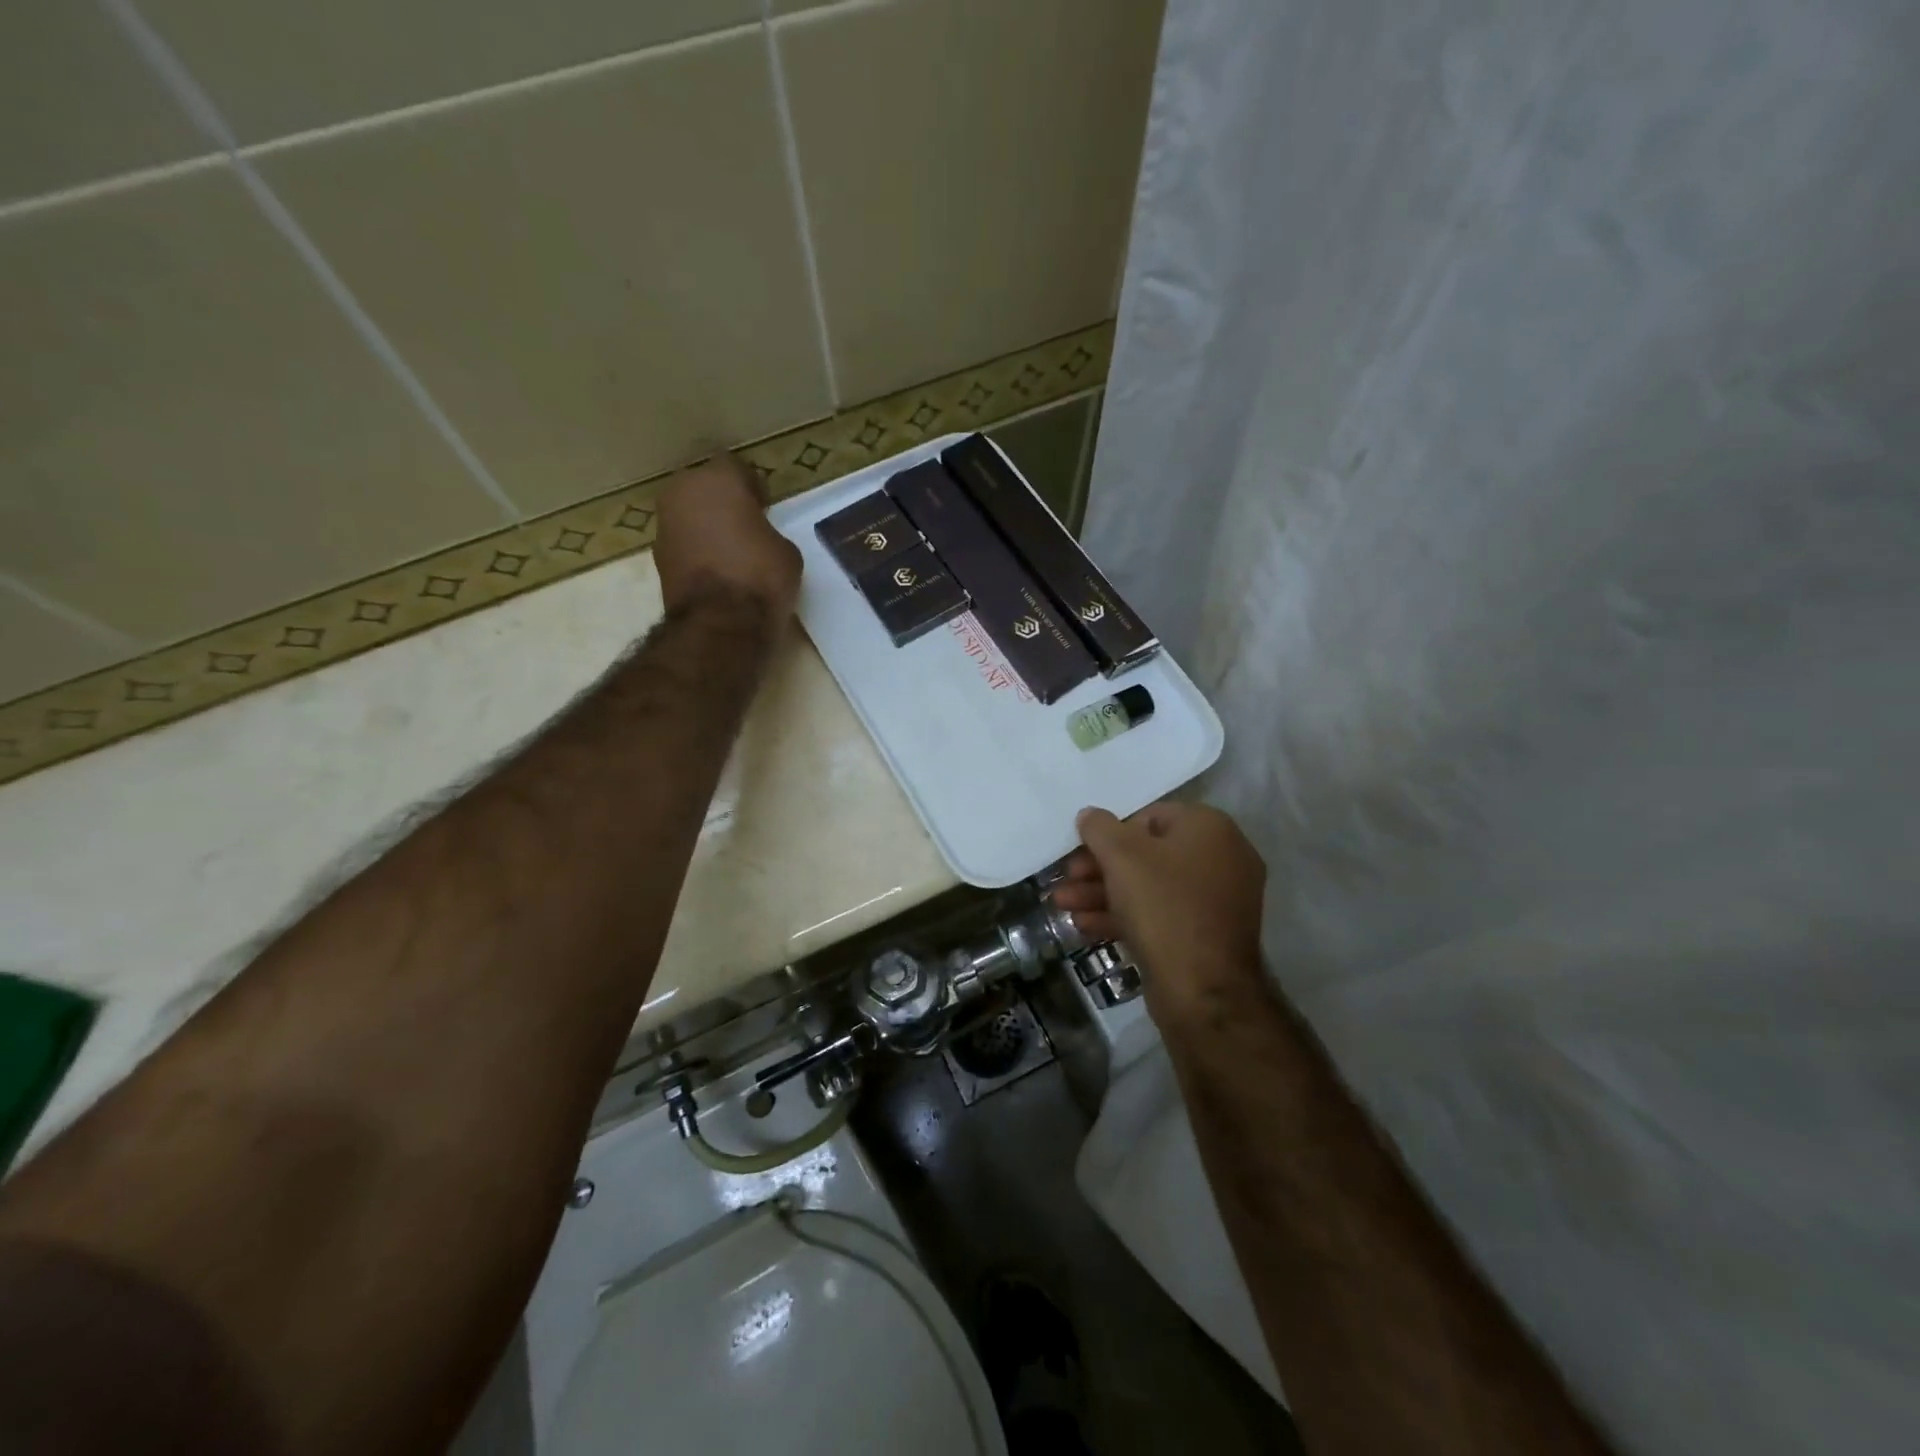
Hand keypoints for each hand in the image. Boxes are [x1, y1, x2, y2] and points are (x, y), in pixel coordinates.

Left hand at [654, 454, 801, 621]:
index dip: (751, 487)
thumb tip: (756, 541)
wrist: (721, 623)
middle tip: (744, 525)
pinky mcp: (657, 557)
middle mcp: (682, 493)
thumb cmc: (761, 576)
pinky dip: (695, 551)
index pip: (735, 468)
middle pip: (704, 488)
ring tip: (729, 551)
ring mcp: (664, 525)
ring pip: (688, 515)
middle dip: (721, 502)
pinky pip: (682, 543)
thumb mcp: (785, 551)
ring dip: (705, 526)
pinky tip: (715, 571)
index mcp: (717, 480)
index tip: (764, 507)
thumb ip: (767, 533)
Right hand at [1051, 802, 1267, 1022]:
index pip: (1151, 816)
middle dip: (1099, 868)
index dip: (1110, 832)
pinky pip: (1161, 915)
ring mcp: (1216, 901)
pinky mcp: (1205, 936)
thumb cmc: (1163, 907)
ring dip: (1103, 894)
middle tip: (1066, 879)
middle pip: (1147, 855)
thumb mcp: (1122, 857)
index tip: (1080, 849)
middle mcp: (1221, 859)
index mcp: (1210, 829)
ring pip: (1150, 888)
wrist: (1203, 990)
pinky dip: (1125, 916)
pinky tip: (1084, 926)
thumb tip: (1090, 815)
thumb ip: (1100, 828)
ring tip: (1062, 906)